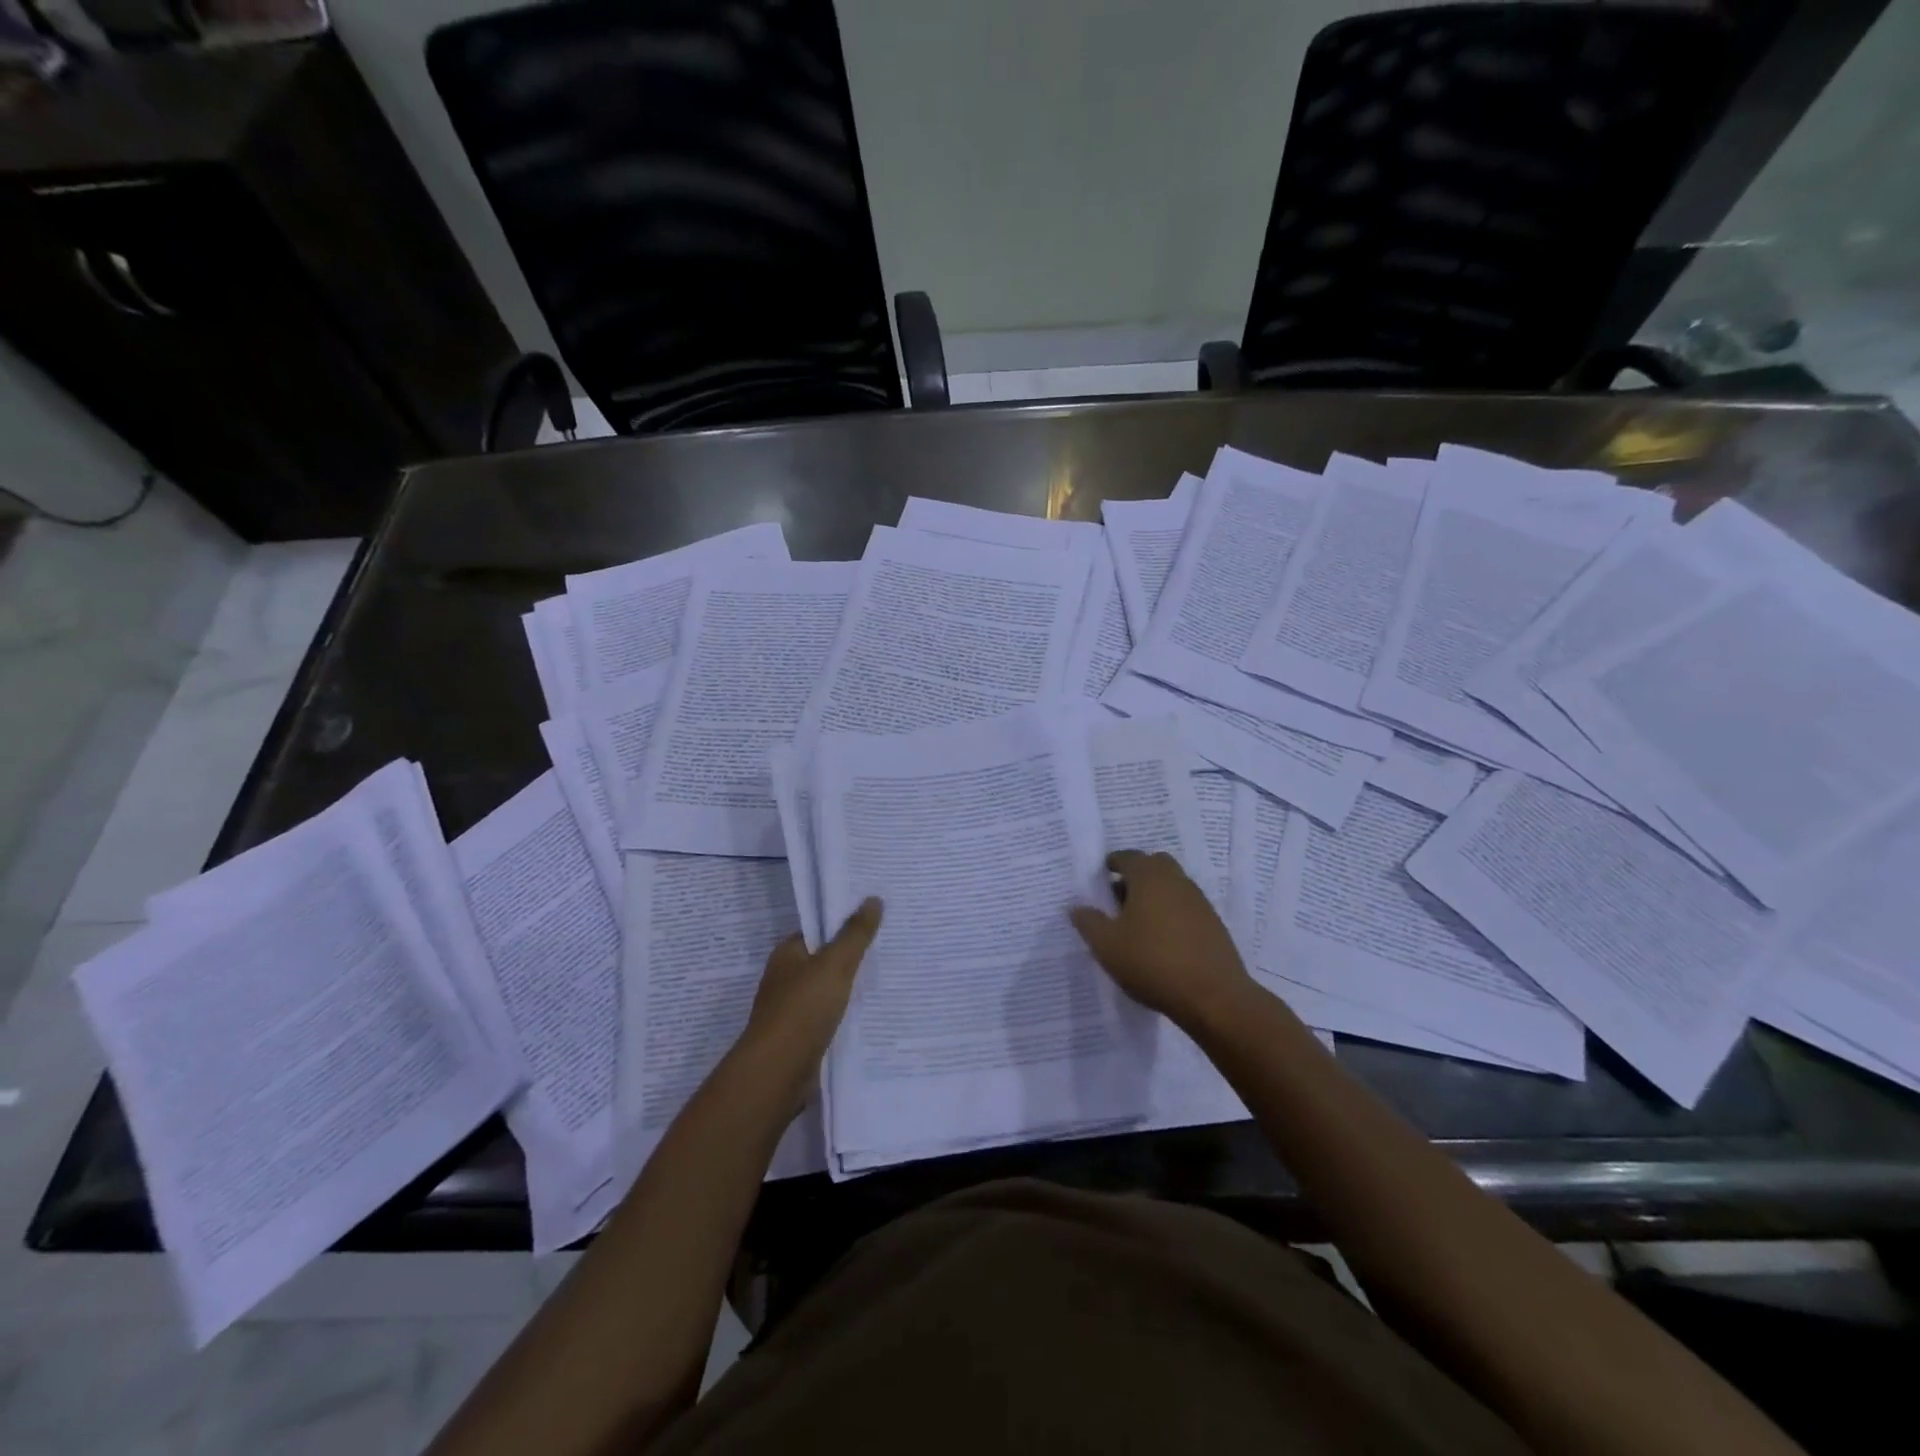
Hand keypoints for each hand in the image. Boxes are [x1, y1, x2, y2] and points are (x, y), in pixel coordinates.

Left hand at [741, 898, 882, 1083]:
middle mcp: (786, 978)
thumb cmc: (803, 1009)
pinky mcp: (801, 1037)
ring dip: (850, 987)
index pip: (817, 930)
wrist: (778, 1072)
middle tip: (889, 945)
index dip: (843, 923)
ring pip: (828, 989)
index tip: (874, 919)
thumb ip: (855, 934)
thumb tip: (873, 899)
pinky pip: (829, 1016)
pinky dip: (846, 1013)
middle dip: (851, 955)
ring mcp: (792, 1009)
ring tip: (887, 977)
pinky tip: (871, 1012)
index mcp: (787, 954)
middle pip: (824, 959)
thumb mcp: (835, 964)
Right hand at [1070, 851, 1255, 1028]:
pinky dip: (1170, 916)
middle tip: (1116, 900)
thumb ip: (1088, 922)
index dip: (1111, 865)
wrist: (1213, 997)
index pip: (1127, 857)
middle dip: (1134, 877)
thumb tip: (1077, 907)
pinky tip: (1160, 943)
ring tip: (1136, 926)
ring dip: (1153, 897)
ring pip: (1170, 888)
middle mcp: (1177, 880)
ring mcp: (1199, 901)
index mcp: (1149, 876)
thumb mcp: (1107, 945)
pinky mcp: (1213, 925)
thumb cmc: (1152, 962)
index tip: (1099, 879)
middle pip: (1153, 867)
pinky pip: (1184, 909)